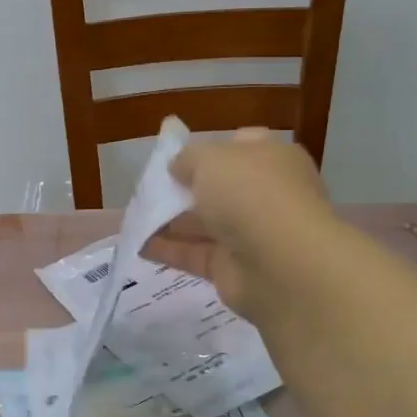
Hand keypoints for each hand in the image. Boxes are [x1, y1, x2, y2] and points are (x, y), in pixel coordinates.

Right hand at [144, 130, 337, 323]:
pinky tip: (138, 246)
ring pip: (204, 224)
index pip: (241, 147)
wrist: (282, 263)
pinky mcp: (232, 269)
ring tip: (135, 218)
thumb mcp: (211, 158)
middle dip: (184, 188)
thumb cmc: (250, 194)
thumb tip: (178, 168)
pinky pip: (195, 255)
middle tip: (149, 189)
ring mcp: (250, 235)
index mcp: (271, 159)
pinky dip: (168, 250)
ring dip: (170, 221)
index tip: (177, 157)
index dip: (209, 149)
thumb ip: (188, 159)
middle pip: (219, 189)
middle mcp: (265, 195)